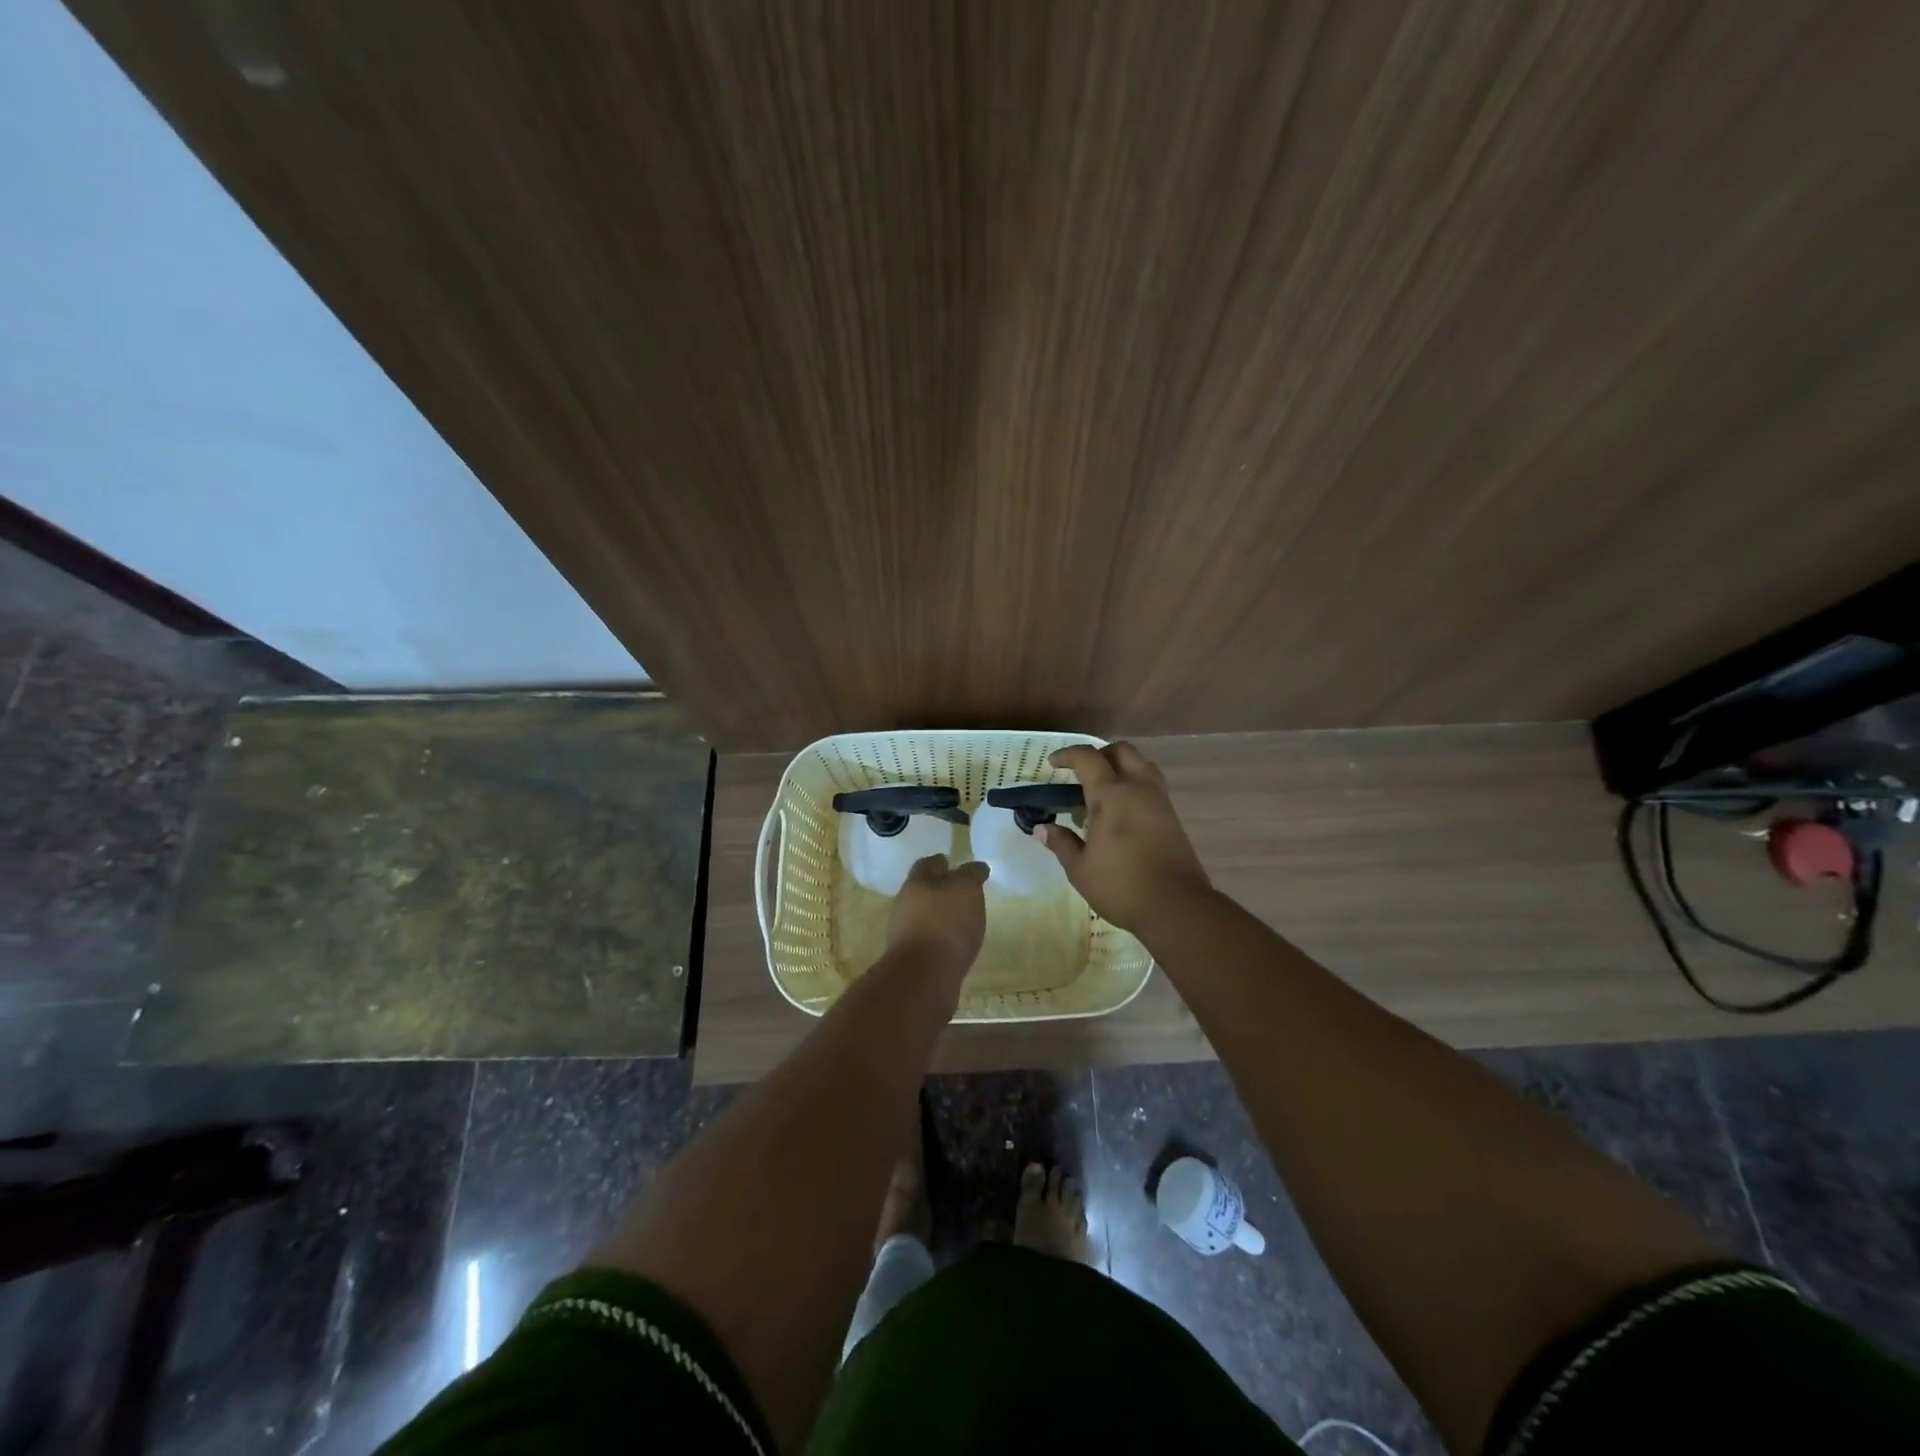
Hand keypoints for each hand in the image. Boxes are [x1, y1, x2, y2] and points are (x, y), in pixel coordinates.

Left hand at [886, 854, 989, 993]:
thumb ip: (971, 875)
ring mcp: (906, 934)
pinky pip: (930, 940)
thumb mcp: (966, 889)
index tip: (954, 863)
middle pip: (924, 891)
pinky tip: (957, 944)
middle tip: (964, 892)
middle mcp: (905, 905)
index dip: (941, 862)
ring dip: (942, 916)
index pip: (927, 864)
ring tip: (965, 920)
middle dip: (941, 890)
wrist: (924, 978)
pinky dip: (943, 938)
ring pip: (926, 916)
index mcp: (916, 883)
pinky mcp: (913, 959)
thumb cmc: (945, 924)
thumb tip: (976, 867)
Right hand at [1037, 743, 1211, 933]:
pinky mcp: (1173, 816)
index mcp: (1111, 795)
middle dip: (1099, 754)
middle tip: (1081, 772)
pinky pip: (1152, 785)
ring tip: (1104, 789)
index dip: (1068, 755)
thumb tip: (1042, 829)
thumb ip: (1061, 843)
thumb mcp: (1080, 869)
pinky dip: (1135, 784)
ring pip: (1142, 764)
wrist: (1176, 906)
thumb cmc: (1121, 886)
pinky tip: (1123, 811)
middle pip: (1121, 751)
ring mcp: (1160, 801)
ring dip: (1121, 766)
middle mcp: (1138, 788)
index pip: (1088, 758)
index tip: (1053, 763)